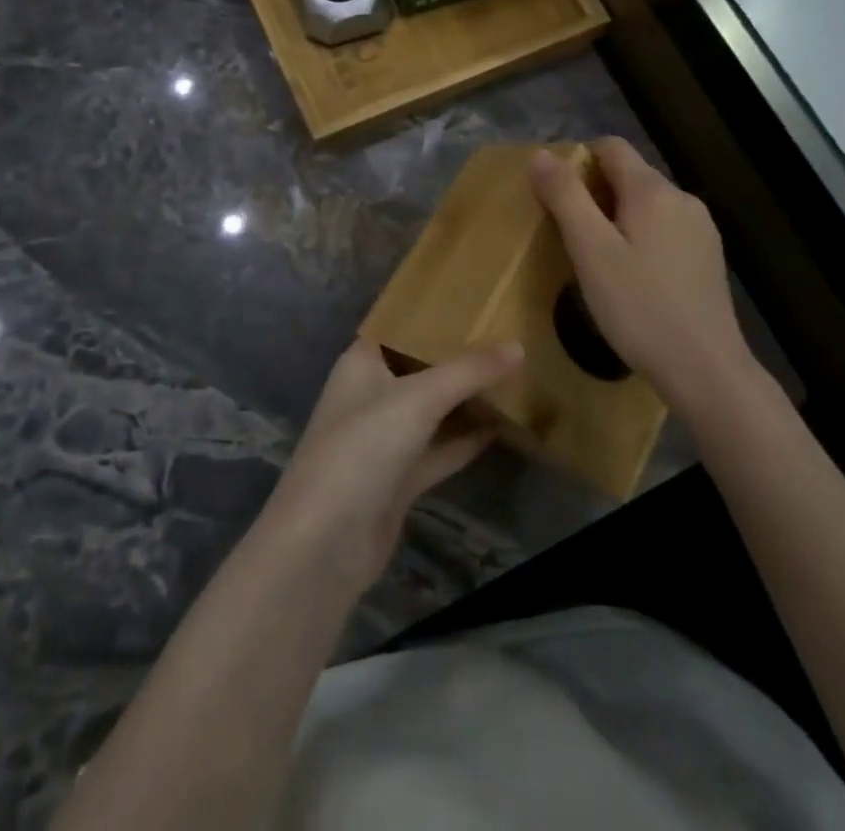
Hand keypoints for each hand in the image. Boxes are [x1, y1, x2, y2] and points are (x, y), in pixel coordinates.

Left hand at [262, 339, 523, 594]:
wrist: (325, 544)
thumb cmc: (363, 448)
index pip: (401, 326)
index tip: (477, 299)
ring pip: (432, 409)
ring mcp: (383, 439)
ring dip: (466, 399)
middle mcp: (371, 394)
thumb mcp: (418, 398)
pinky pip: (439, 448)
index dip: (434, 313)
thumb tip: (518, 346)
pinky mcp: (399, 478)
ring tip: (514, 376)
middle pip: (420, 367)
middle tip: (508, 335)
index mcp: (362, 363)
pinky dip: (465, 439)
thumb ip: (469, 371)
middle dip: (458, 356)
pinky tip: (501, 427)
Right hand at [533, 138, 776, 416]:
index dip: (578, 159)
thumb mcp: (591, 251)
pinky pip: (665, 229)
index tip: (555, 193)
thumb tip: (542, 155)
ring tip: (597, 257)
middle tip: (569, 233)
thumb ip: (566, 197)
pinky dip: (642, 237)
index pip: (611, 146)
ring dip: (618, 216)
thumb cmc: (639, 308)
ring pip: (648, 204)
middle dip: (595, 192)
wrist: (705, 369)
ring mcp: (701, 228)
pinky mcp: (708, 256)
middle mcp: (682, 198)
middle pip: (630, 175)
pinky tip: (633, 276)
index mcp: (652, 190)